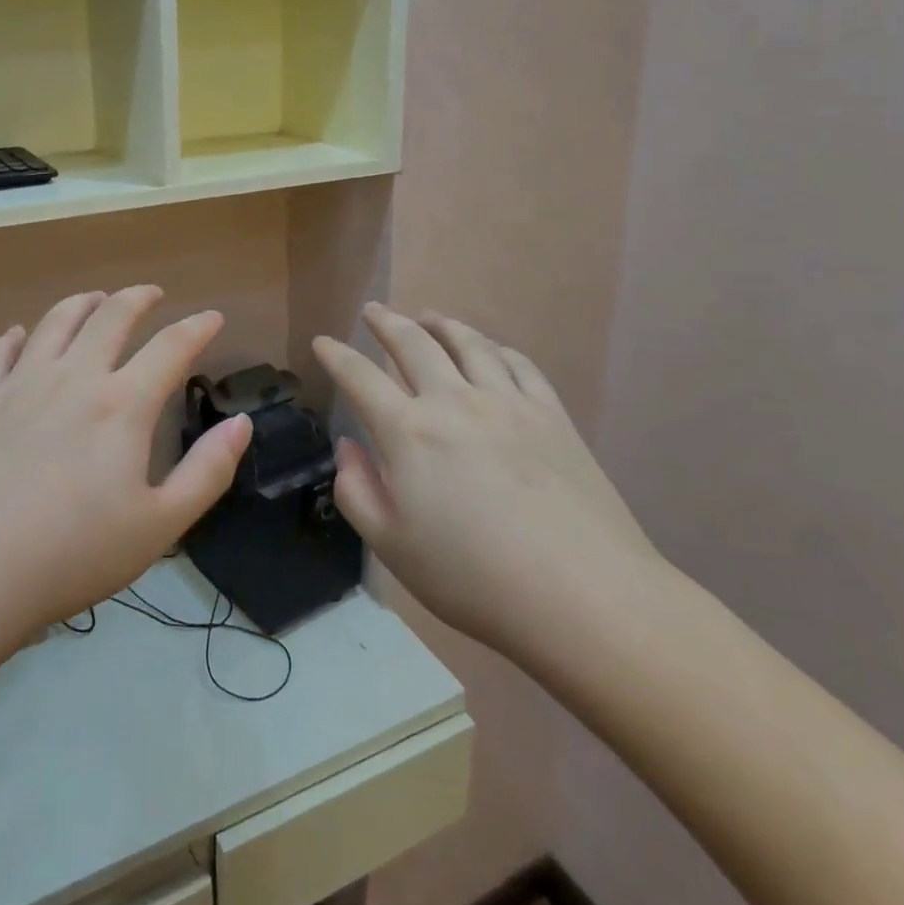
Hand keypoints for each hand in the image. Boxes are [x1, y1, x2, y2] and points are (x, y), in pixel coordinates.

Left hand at [0, 288, 251, 645]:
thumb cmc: (70, 555)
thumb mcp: (159, 526)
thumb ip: (207, 472)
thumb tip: (242, 423)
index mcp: (122, 404)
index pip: (171, 347)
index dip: (197, 328)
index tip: (212, 317)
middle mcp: (74, 377)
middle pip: (112, 317)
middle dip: (138, 299)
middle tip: (152, 294)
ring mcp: (20, 383)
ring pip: (56, 321)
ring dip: (83, 303)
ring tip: (95, 299)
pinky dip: (17, 336)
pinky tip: (20, 335)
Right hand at [313, 305, 662, 663]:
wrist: (580, 594)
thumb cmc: (473, 578)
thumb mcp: (392, 546)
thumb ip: (357, 491)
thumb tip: (349, 447)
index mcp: (408, 432)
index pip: (360, 378)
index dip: (337, 356)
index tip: (323, 342)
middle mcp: (453, 401)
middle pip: (413, 344)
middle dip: (387, 323)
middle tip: (373, 310)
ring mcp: (507, 402)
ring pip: (468, 344)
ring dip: (441, 324)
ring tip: (428, 316)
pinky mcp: (551, 414)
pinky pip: (518, 363)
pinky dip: (496, 347)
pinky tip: (491, 349)